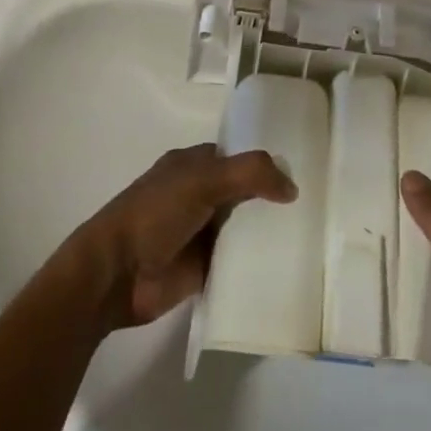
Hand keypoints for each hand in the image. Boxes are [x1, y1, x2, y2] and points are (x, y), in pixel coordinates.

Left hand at [70, 144, 295, 332]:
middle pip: (243, 193)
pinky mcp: (203, 268)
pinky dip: (256, 263)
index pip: (237, 156)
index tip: (301, 171)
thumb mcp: (202, 180)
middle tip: (314, 207)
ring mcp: (200, 232)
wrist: (116, 274)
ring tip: (310, 235)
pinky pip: (237, 261)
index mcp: (193, 166)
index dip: (265, 162)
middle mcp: (198, 195)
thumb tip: (292, 187)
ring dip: (266, 232)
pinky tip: (287, 266)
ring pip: (243, 227)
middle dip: (271, 199)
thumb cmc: (154, 214)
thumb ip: (249, 175)